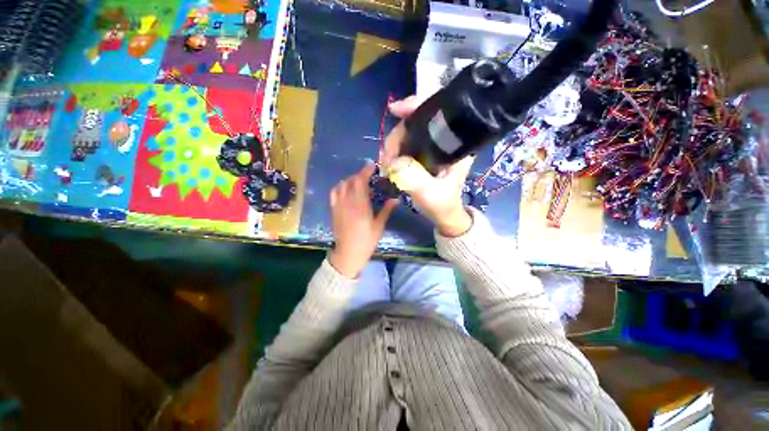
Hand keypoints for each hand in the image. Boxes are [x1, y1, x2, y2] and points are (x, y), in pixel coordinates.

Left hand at [328, 163, 397, 277]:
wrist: (348, 253)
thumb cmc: (366, 241)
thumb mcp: (379, 226)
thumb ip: (386, 210)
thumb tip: (395, 199)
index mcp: (360, 206)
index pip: (360, 182)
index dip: (365, 171)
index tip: (372, 165)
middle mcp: (348, 202)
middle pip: (351, 181)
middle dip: (359, 174)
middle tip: (369, 175)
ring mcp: (339, 206)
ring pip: (341, 185)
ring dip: (350, 180)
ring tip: (358, 181)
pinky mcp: (334, 210)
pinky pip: (334, 193)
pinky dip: (340, 187)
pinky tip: (346, 189)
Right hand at [381, 97, 473, 236]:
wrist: (443, 214)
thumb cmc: (442, 204)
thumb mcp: (430, 193)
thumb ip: (414, 178)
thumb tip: (393, 161)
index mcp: (454, 144)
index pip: (437, 113)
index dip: (415, 106)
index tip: (395, 110)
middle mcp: (444, 140)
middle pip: (416, 122)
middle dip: (397, 136)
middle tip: (386, 158)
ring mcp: (432, 146)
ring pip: (408, 133)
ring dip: (392, 145)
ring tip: (386, 163)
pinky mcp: (423, 154)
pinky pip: (405, 145)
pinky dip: (394, 151)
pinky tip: (388, 162)